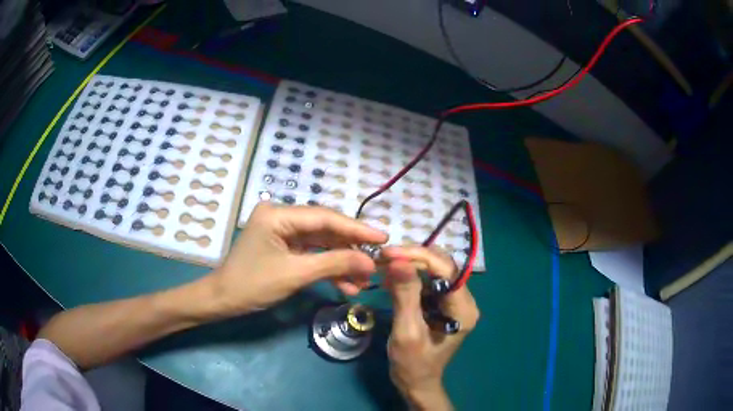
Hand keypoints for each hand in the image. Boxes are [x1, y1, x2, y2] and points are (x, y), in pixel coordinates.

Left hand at [209, 203, 387, 316]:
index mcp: (278, 214)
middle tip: (377, 262)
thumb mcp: (295, 274)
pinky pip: (312, 255)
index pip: (325, 218)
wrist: (223, 301)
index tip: (383, 237)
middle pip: (325, 230)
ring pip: (321, 245)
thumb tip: (370, 262)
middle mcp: (282, 217)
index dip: (356, 228)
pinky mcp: (284, 248)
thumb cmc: (252, 284)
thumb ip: (334, 264)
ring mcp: (283, 233)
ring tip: (364, 281)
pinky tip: (346, 285)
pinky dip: (328, 270)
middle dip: (350, 249)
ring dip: (342, 263)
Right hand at [382, 246, 479, 410]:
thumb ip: (405, 295)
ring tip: (383, 269)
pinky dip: (408, 277)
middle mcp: (464, 300)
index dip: (417, 256)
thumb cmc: (413, 364)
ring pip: (434, 270)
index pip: (445, 269)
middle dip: (412, 259)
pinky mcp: (442, 304)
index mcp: (463, 309)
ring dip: (408, 266)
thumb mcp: (407, 331)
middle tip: (383, 259)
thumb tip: (397, 260)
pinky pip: (427, 281)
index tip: (388, 253)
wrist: (416, 382)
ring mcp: (454, 301)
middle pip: (441, 266)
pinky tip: (391, 282)